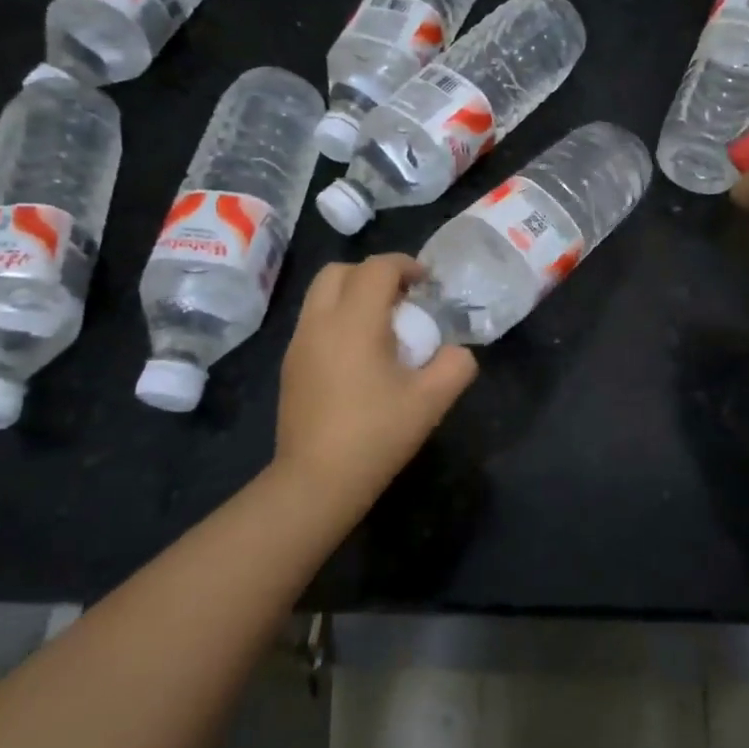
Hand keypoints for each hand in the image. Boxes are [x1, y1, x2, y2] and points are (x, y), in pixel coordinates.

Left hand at [274, 254, 477, 511]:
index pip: (377, 269)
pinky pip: (314, 321)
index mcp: (354, 322)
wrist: (316, 482)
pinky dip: (338, 318)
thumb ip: (456, 366)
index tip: (427, 283)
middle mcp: (319, 322)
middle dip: (373, 274)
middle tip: (403, 299)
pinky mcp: (290, 366)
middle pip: (340, 271)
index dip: (406, 265)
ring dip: (353, 295)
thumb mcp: (431, 401)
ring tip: (383, 326)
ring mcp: (298, 344)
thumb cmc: (375, 435)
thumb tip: (458, 352)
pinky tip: (361, 356)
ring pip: (321, 295)